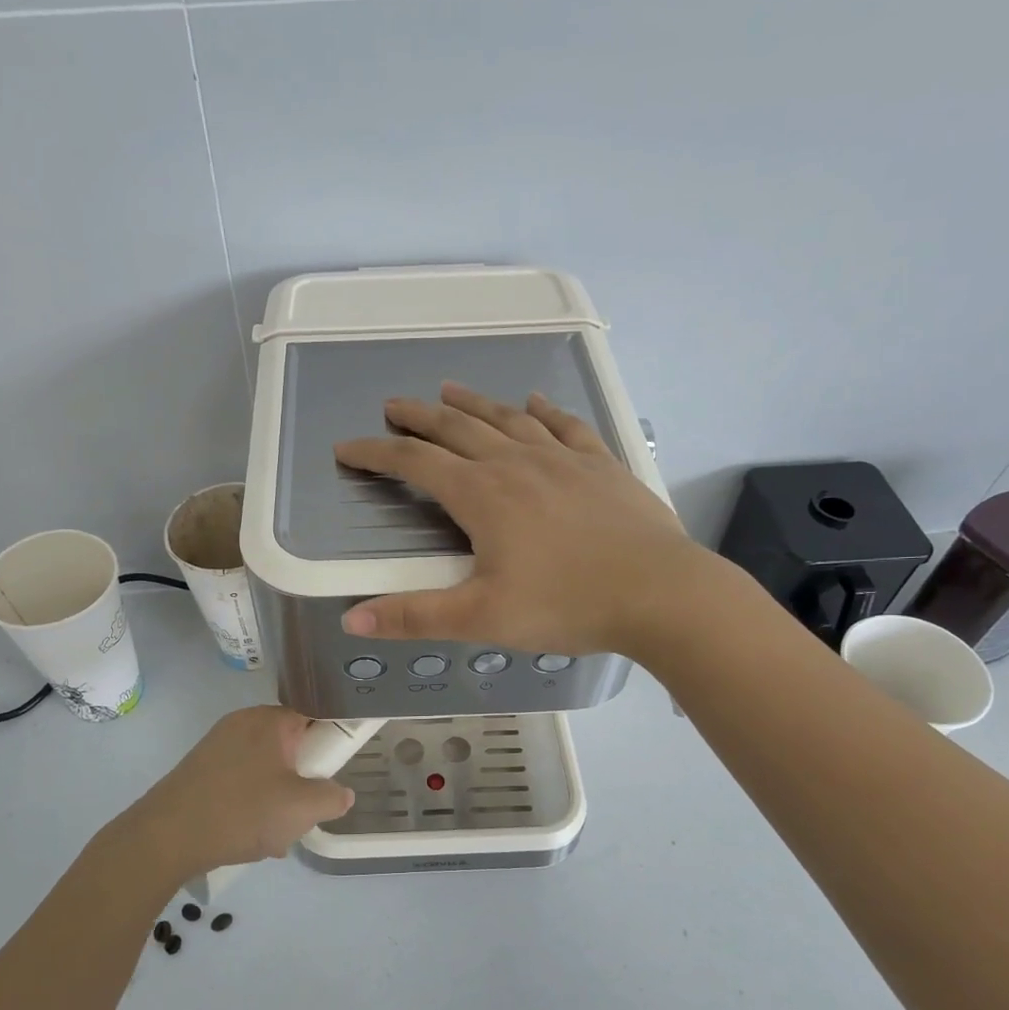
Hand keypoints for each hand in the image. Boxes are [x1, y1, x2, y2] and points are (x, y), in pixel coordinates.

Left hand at [109, 707, 354, 882]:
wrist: (165, 837)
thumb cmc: (240, 812)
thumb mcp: (301, 808)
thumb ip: (332, 797)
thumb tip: (342, 793)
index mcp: (269, 720)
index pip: (314, 718)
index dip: (329, 746)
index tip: (332, 777)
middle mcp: (243, 723)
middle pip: (290, 746)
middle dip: (302, 781)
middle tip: (304, 813)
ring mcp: (218, 745)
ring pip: (266, 768)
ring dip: (278, 798)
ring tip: (276, 835)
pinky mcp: (201, 769)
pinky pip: (242, 780)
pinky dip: (252, 803)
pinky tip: (250, 836)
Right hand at [333, 382, 708, 655]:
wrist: (661, 593)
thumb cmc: (567, 605)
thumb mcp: (482, 618)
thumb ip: (414, 616)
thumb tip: (352, 619)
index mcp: (483, 496)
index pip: (416, 464)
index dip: (376, 454)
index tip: (347, 449)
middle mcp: (517, 464)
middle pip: (457, 430)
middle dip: (419, 417)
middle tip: (393, 406)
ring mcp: (563, 459)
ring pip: (507, 419)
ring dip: (473, 403)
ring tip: (448, 390)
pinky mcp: (602, 465)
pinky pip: (566, 426)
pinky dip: (544, 412)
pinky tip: (534, 403)